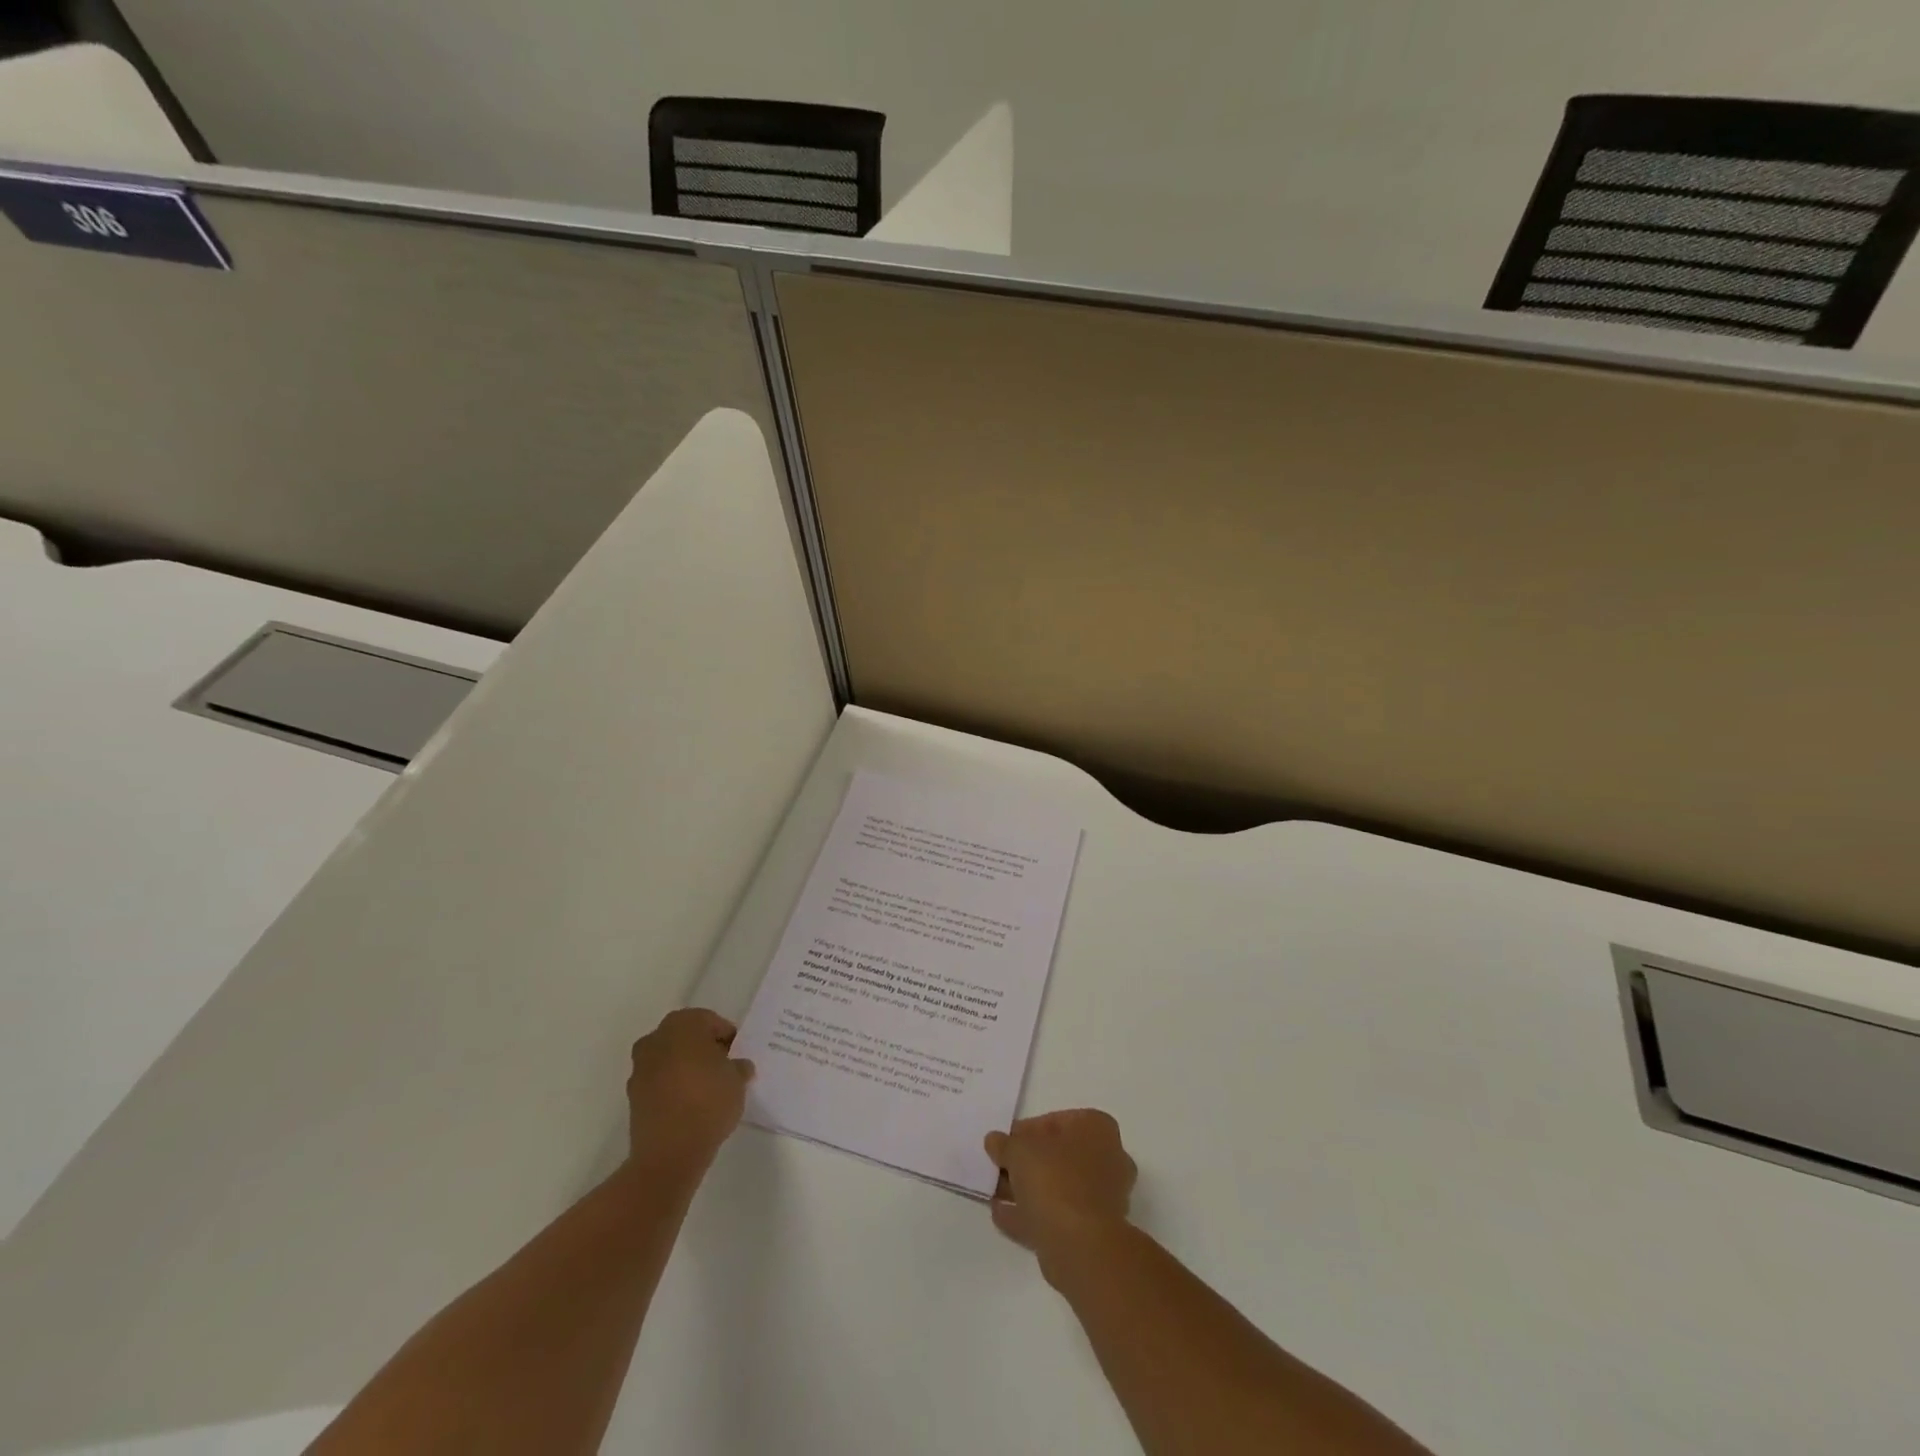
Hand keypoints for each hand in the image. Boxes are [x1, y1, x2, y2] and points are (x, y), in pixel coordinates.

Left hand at [626, 1008, 753, 1172]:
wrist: (669, 1152)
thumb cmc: (708, 1102)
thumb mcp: (738, 1081)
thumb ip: (739, 1067)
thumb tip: (737, 1067)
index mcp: (683, 1025)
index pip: (711, 1021)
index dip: (727, 1037)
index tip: (737, 1056)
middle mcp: (657, 1038)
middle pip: (686, 1036)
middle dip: (704, 1049)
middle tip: (723, 1068)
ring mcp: (640, 1067)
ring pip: (670, 1058)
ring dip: (686, 1067)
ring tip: (706, 1089)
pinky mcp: (633, 1095)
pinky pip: (659, 1080)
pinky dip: (672, 1086)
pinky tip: (689, 1104)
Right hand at [984, 1109, 1136, 1280]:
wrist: (1080, 1246)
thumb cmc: (1055, 1180)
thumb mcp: (1019, 1150)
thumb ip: (1005, 1144)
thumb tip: (994, 1140)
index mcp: (1097, 1129)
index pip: (1057, 1121)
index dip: (1027, 1130)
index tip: (1005, 1142)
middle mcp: (1107, 1159)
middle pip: (1059, 1156)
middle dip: (1028, 1162)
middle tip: (1000, 1166)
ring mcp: (1102, 1198)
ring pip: (1058, 1187)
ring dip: (1027, 1189)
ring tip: (995, 1191)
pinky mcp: (1092, 1232)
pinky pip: (1056, 1215)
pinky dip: (1031, 1214)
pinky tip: (1002, 1214)